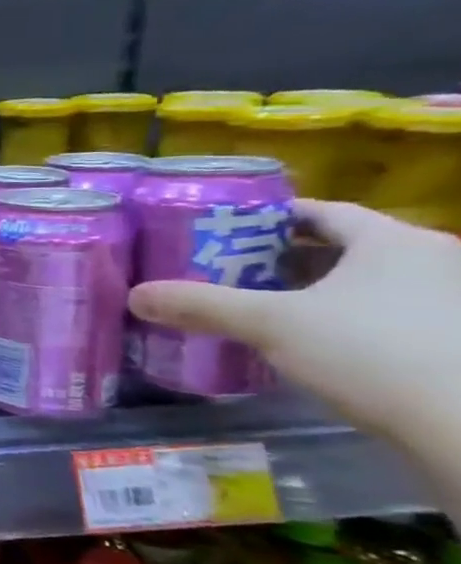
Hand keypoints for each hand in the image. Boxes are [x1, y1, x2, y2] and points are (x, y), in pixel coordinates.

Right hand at [128, 200, 460, 446]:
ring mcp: (454, 304)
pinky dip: (349, 321)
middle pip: (347, 248)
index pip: (324, 212)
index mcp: (394, 242)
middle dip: (289, 257)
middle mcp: (437, 262)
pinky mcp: (453, 343)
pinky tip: (314, 344)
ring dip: (320, 292)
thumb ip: (201, 305)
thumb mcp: (270, 324)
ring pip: (371, 284)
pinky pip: (392, 316)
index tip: (229, 227)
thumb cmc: (372, 351)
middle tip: (234, 269)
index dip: (273, 216)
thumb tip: (135, 295)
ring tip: (264, 308)